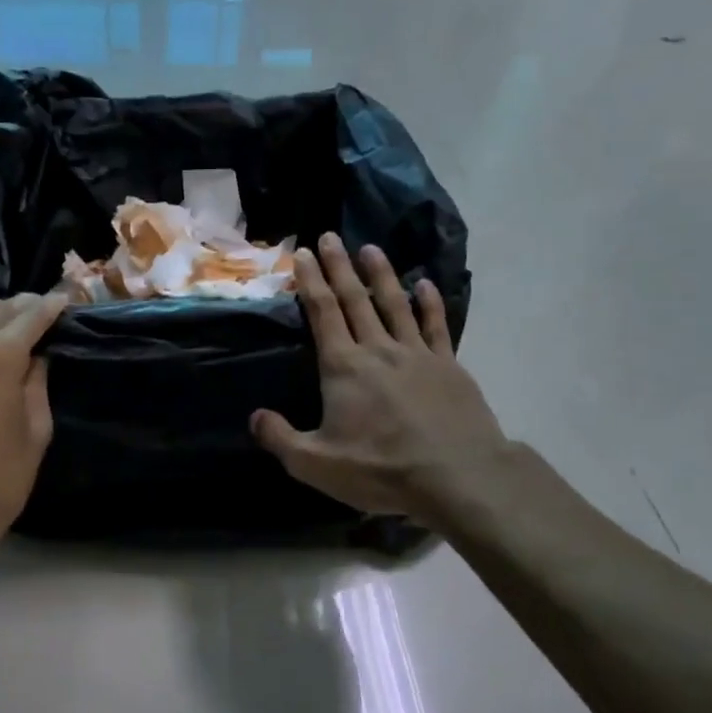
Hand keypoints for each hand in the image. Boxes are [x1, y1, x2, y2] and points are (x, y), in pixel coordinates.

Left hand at [0, 286, 66, 566]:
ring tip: (11, 313)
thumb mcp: (34, 432)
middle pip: (2, 311)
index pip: (34, 316)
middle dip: (28, 305)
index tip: (71, 296)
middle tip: (48, 308)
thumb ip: (36, 385)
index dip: (55, 305)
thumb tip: (36, 357)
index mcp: (0, 356)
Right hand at [252, 236, 514, 530]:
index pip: (322, 313)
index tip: (302, 254)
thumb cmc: (381, 469)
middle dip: (338, 267)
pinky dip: (429, 303)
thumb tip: (255, 417)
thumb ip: (281, 438)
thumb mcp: (316, 464)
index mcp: (343, 367)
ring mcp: (417, 354)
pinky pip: (436, 326)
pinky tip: (425, 285)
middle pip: (355, 300)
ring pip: (394, 304)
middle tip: (329, 236)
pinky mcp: (448, 366)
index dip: (310, 282)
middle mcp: (378, 349)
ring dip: (380, 274)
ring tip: (370, 248)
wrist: (456, 476)